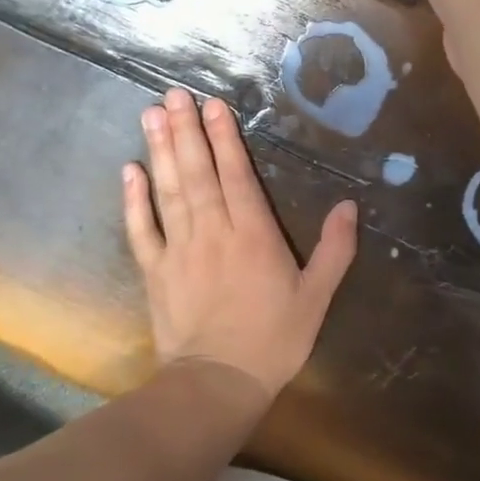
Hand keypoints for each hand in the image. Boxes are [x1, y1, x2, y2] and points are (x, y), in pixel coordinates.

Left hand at [123, 88, 357, 403]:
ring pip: (170, 191)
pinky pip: (141, 229)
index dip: (225, 138)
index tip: (212, 106)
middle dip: (186, 131)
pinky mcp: (155, 271)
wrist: (218, 385)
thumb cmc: (274, 340)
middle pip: (198, 173)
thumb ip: (335, 250)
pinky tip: (129, 170)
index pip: (236, 176)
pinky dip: (134, 199)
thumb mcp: (317, 297)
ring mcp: (179, 249)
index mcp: (254, 235)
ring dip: (161, 151)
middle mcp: (214, 232)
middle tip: (173, 96)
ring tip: (151, 115)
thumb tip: (349, 206)